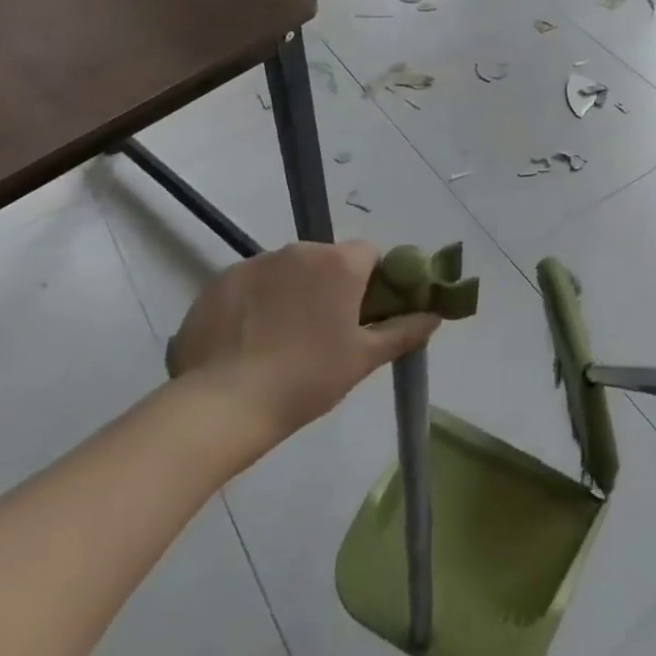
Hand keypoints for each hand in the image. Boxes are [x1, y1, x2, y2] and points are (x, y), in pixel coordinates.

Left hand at [166, 241, 438, 434]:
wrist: (222, 405)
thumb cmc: (306, 380)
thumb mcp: (362, 360)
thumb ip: (402, 331)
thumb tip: (433, 315)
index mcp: (339, 263)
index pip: (369, 254)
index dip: (372, 282)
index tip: (363, 315)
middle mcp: (300, 250)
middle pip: (326, 260)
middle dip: (329, 287)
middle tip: (323, 334)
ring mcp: (256, 262)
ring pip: (287, 271)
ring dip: (291, 293)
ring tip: (279, 342)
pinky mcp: (221, 280)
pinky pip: (250, 284)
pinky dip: (255, 303)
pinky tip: (246, 342)